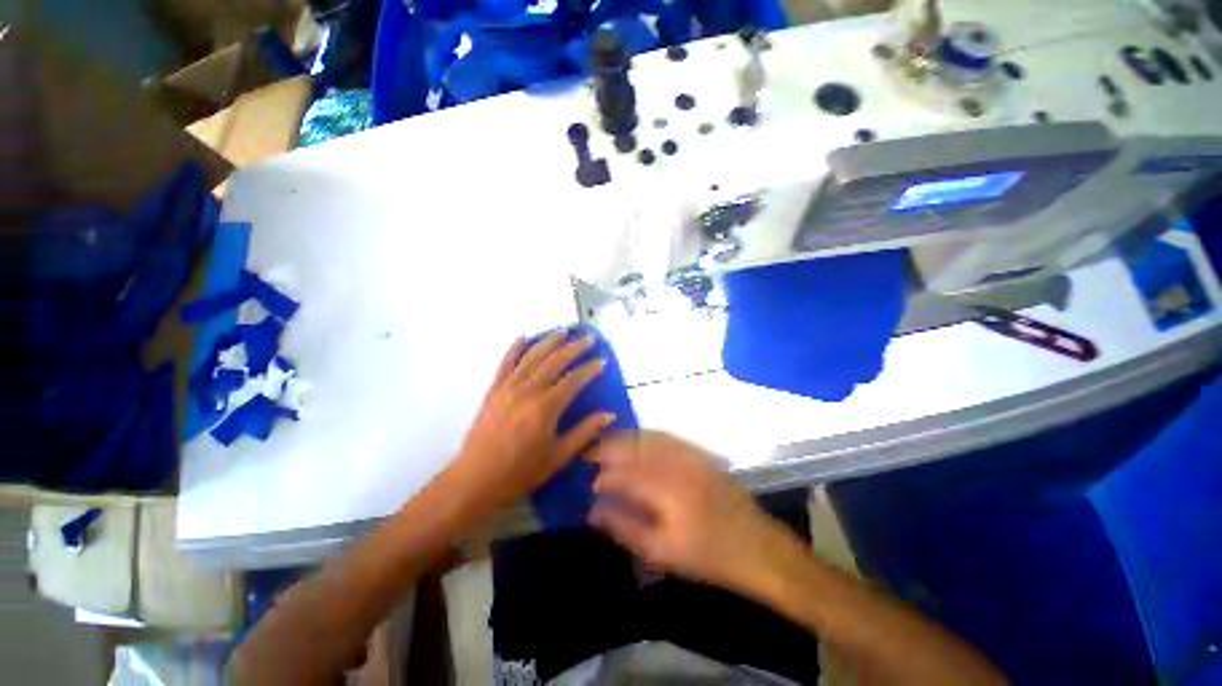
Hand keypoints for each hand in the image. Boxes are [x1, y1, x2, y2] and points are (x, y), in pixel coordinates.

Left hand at [450, 332, 615, 513]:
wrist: (476, 479)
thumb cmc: (520, 471)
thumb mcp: (558, 456)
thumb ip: (585, 432)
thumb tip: (609, 415)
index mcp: (546, 407)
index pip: (574, 380)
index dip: (590, 368)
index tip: (602, 360)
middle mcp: (529, 390)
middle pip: (555, 361)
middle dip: (574, 347)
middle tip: (588, 338)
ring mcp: (509, 387)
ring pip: (532, 356)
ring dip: (549, 341)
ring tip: (563, 331)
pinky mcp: (494, 389)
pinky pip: (506, 362)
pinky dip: (515, 347)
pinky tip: (524, 336)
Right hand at [588, 431, 792, 590]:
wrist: (755, 546)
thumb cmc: (706, 555)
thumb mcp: (661, 552)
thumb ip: (625, 528)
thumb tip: (594, 512)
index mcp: (666, 491)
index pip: (625, 474)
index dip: (605, 475)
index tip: (591, 481)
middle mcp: (677, 465)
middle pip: (636, 448)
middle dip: (611, 447)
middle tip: (592, 453)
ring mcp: (691, 456)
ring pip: (651, 437)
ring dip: (627, 437)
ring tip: (609, 442)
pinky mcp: (701, 454)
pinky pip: (670, 436)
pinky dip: (649, 434)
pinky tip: (640, 438)